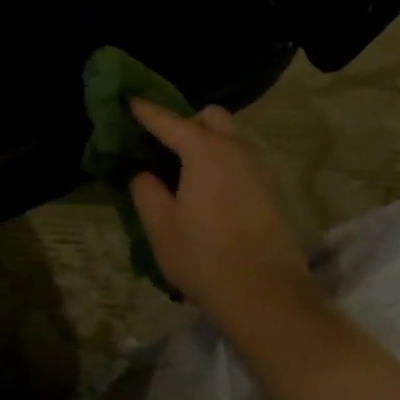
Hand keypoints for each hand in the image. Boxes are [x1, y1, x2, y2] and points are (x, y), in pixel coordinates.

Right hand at [127, 99, 318, 333]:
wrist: (269, 299)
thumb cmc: (204, 257)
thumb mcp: (160, 225)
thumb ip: (145, 190)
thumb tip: (144, 173)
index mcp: (204, 150)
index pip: (167, 120)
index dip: (144, 111)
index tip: (127, 101)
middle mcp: (236, 150)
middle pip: (210, 117)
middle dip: (185, 121)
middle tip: (161, 145)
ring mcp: (259, 170)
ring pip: (230, 139)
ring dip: (206, 143)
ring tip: (181, 170)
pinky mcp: (272, 192)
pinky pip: (241, 161)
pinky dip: (221, 163)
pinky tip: (205, 192)